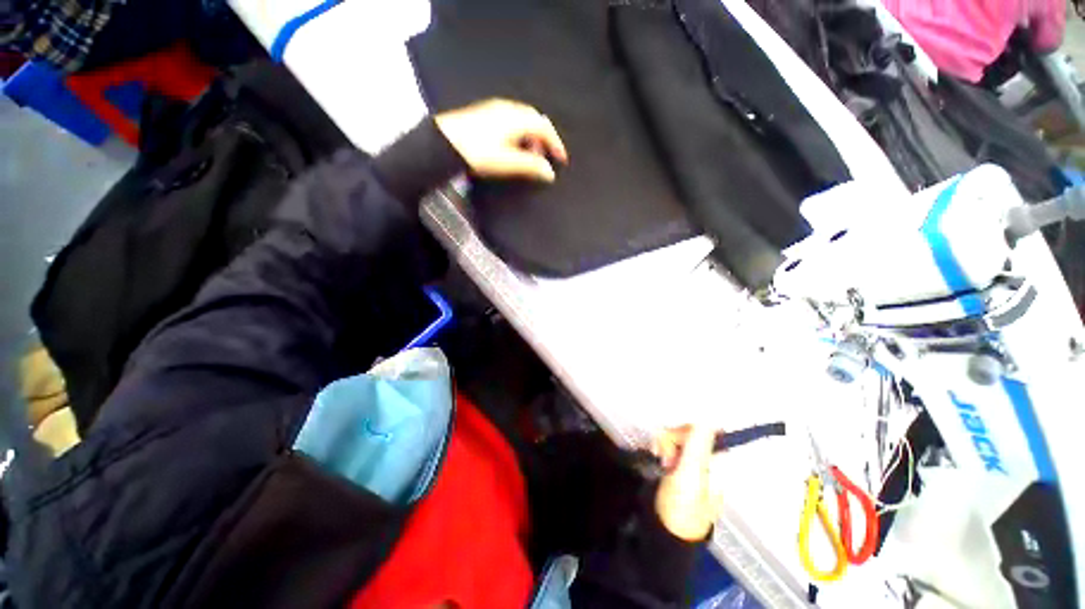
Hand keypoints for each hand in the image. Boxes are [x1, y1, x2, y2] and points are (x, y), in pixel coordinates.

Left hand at [435, 98, 568, 182]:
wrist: (441, 142)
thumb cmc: (475, 152)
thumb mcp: (506, 162)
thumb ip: (530, 166)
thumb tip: (549, 173)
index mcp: (516, 118)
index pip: (544, 126)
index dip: (556, 143)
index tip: (561, 159)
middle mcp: (507, 109)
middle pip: (534, 120)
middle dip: (544, 139)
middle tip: (546, 158)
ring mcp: (494, 110)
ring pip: (522, 120)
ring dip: (531, 137)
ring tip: (530, 156)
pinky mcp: (484, 115)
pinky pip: (511, 121)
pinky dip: (519, 134)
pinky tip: (513, 148)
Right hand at [653, 425, 725, 540]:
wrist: (664, 531)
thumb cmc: (682, 506)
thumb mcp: (690, 475)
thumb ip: (697, 446)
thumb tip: (708, 417)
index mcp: (717, 462)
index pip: (705, 430)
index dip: (688, 430)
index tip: (675, 438)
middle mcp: (706, 458)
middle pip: (689, 431)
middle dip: (673, 438)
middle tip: (666, 456)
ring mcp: (691, 462)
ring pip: (677, 436)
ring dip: (665, 443)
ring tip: (661, 459)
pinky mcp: (677, 464)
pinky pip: (670, 445)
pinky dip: (662, 447)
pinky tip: (657, 457)